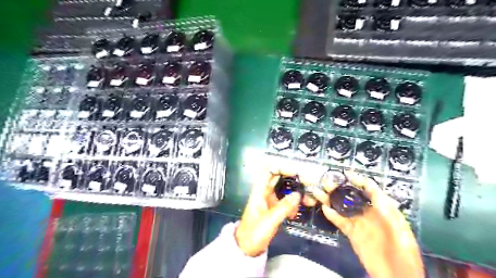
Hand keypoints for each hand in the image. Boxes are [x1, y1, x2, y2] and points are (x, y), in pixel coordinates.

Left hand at [235, 167, 317, 256]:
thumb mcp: (269, 221)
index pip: (268, 171)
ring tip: (306, 202)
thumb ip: (283, 207)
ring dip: (295, 195)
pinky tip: (295, 214)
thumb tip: (298, 194)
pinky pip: (286, 202)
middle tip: (308, 184)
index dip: (281, 168)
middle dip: (293, 180)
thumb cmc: (254, 234)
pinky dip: (292, 205)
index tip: (296, 172)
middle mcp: (265, 193)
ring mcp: (269, 201)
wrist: (246, 249)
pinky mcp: (274, 209)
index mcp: (259, 192)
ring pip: (284, 191)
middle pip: (279, 179)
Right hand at [313, 171, 422, 277]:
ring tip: (319, 192)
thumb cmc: (402, 250)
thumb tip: (371, 189)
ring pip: (342, 207)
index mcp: (383, 208)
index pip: (369, 189)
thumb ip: (384, 207)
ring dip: (331, 199)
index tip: (346, 173)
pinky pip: (340, 221)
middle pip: (351, 196)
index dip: (358, 180)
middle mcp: (369, 212)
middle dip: (339, 188)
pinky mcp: (351, 232)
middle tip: (327, 182)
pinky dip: (332, 215)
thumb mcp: (398, 226)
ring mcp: (359, 222)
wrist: (396, 275)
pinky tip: (324, 209)